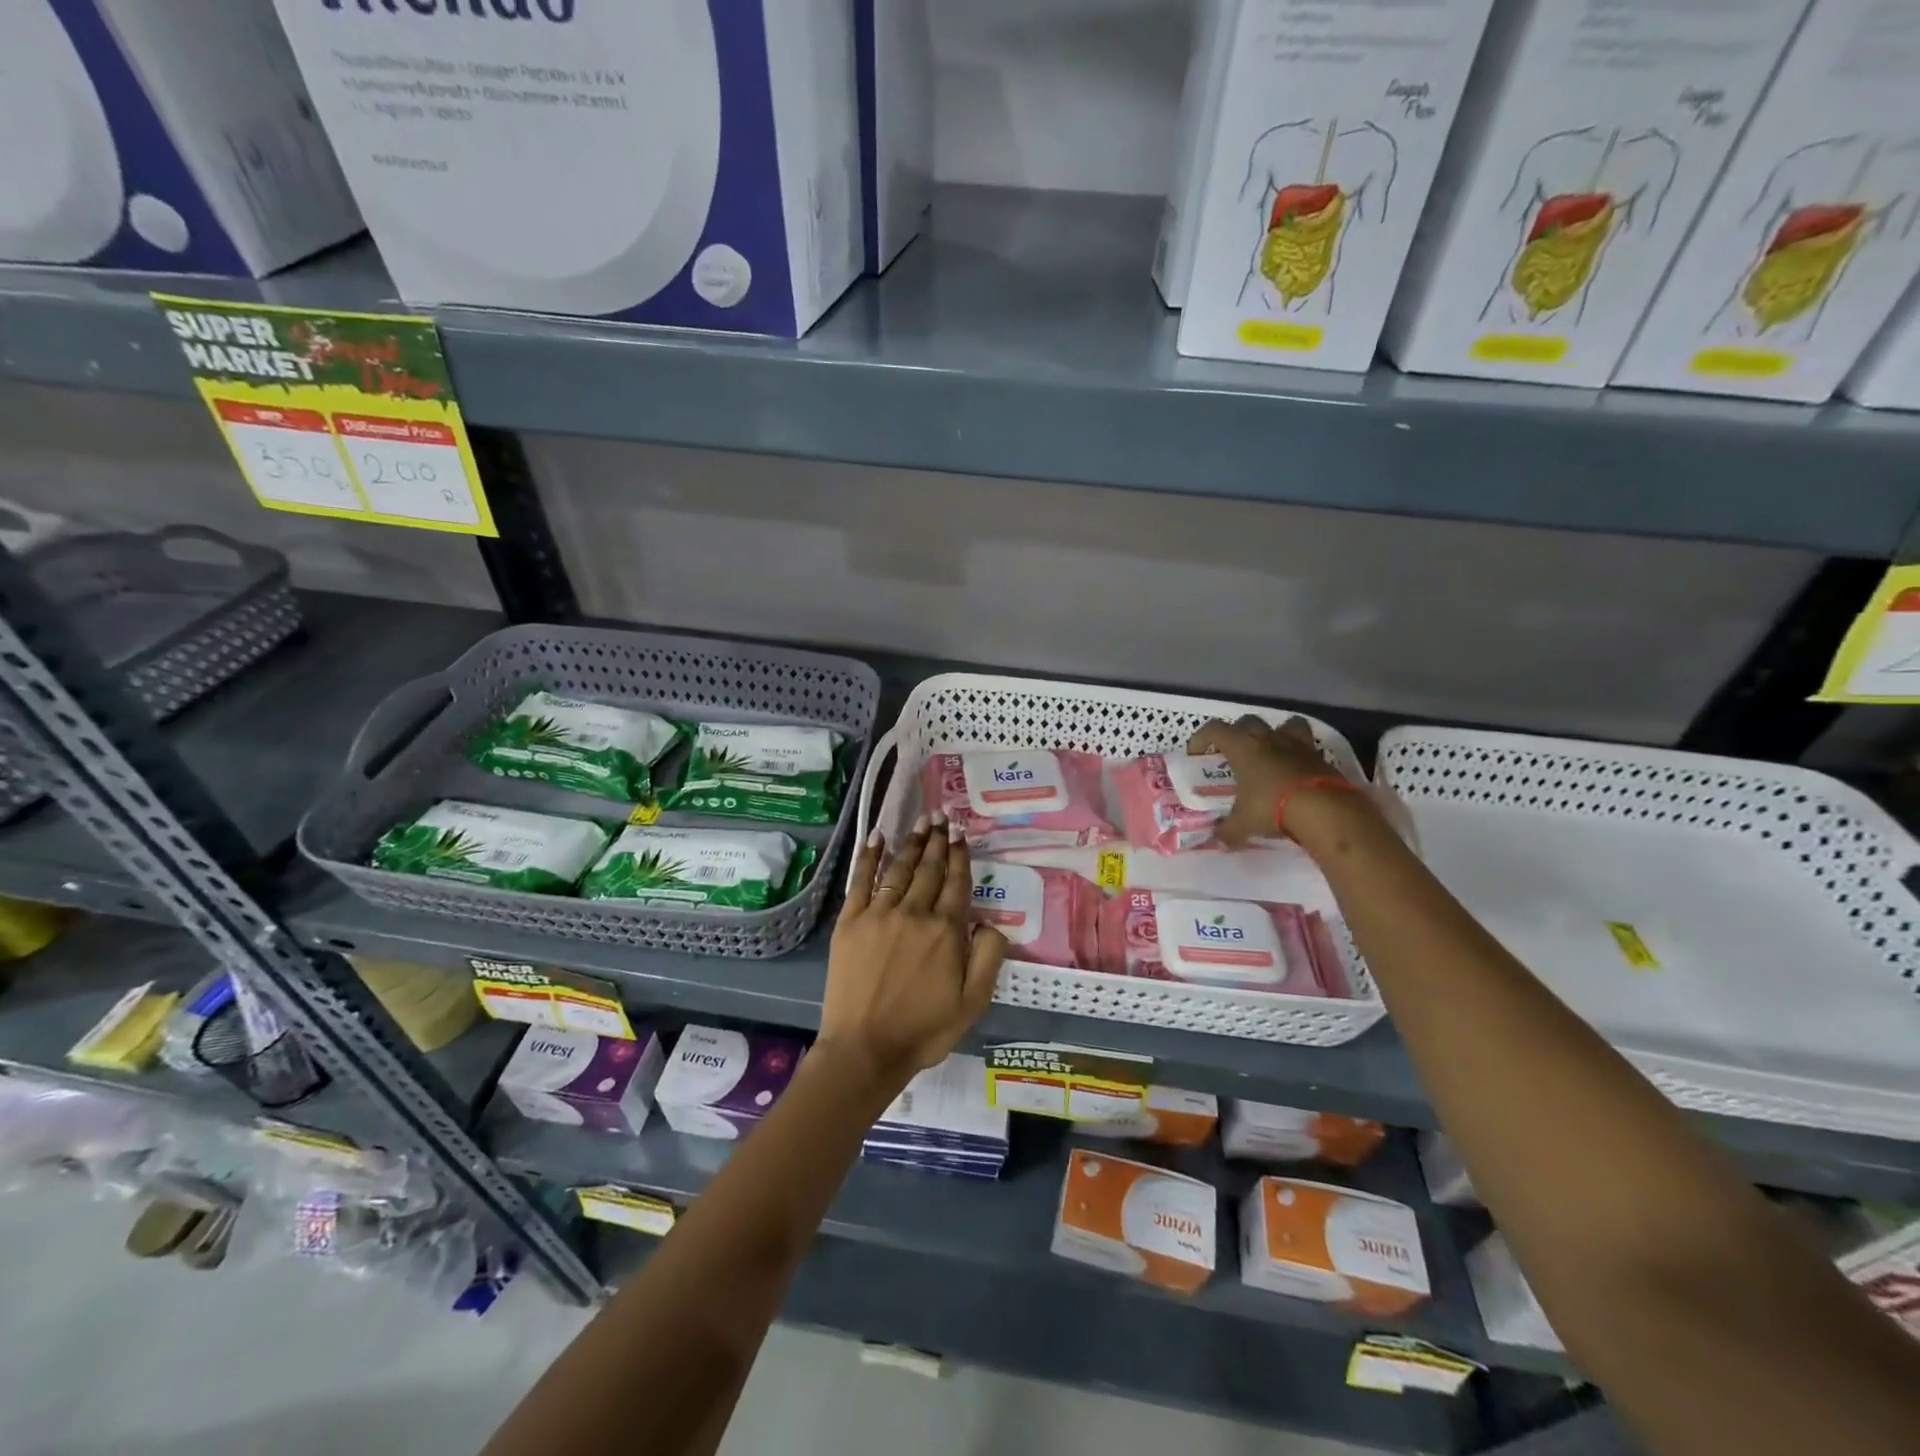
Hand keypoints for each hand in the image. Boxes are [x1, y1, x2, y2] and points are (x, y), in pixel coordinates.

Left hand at [822, 817, 1006, 1095]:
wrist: (865, 1049)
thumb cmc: (923, 1029)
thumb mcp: (973, 1002)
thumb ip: (989, 957)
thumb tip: (992, 922)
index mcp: (946, 931)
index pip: (957, 883)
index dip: (961, 856)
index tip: (962, 833)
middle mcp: (914, 913)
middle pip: (930, 870)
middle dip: (938, 841)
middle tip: (942, 817)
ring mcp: (879, 914)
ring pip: (900, 869)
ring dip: (912, 843)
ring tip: (921, 822)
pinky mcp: (850, 922)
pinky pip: (861, 880)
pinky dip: (869, 856)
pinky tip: (876, 837)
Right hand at [1187, 715, 1360, 847]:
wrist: (1324, 809)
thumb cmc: (1271, 807)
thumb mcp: (1243, 823)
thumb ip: (1228, 830)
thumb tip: (1218, 841)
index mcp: (1242, 747)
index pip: (1214, 729)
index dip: (1201, 738)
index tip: (1196, 753)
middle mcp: (1268, 739)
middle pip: (1248, 721)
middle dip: (1238, 733)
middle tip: (1234, 753)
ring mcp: (1297, 745)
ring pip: (1285, 724)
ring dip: (1277, 733)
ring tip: (1272, 751)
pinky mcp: (1320, 757)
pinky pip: (1307, 747)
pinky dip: (1299, 755)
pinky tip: (1295, 772)